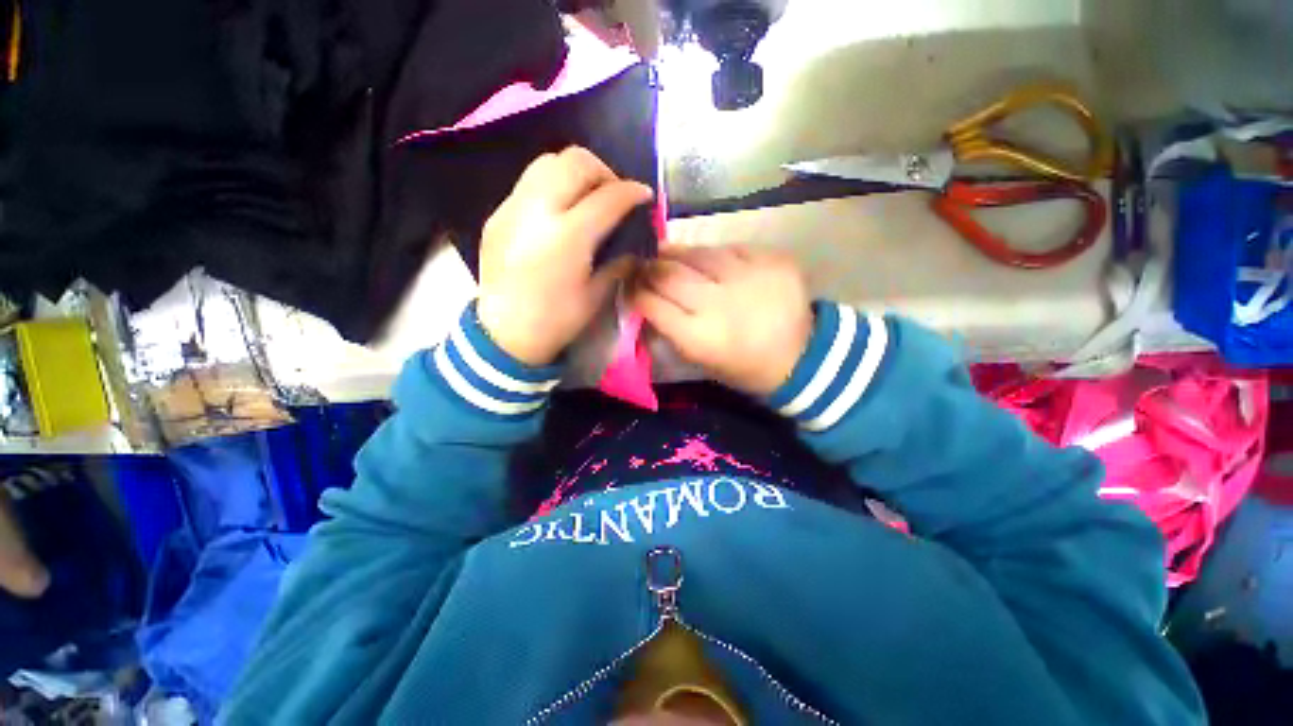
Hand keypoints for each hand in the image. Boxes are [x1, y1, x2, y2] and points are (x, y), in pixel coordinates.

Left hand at [477, 147, 653, 365]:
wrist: (504, 334)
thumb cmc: (556, 320)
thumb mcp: (596, 294)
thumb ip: (619, 260)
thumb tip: (635, 240)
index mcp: (568, 237)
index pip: (607, 197)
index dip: (632, 192)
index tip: (644, 196)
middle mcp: (537, 210)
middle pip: (575, 161)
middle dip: (604, 172)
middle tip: (614, 195)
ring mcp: (512, 208)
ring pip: (548, 162)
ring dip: (576, 173)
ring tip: (587, 198)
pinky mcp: (497, 214)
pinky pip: (529, 183)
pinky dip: (552, 187)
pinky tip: (559, 213)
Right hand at [633, 246, 812, 396]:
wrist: (800, 356)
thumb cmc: (742, 366)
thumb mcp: (700, 359)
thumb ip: (670, 329)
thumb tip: (646, 298)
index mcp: (699, 337)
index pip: (651, 303)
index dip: (634, 291)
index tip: (628, 285)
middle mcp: (719, 303)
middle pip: (669, 273)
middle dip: (650, 267)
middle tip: (644, 265)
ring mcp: (747, 276)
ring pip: (697, 253)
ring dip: (679, 254)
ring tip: (672, 257)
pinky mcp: (770, 259)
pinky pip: (729, 247)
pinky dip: (714, 254)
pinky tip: (711, 261)